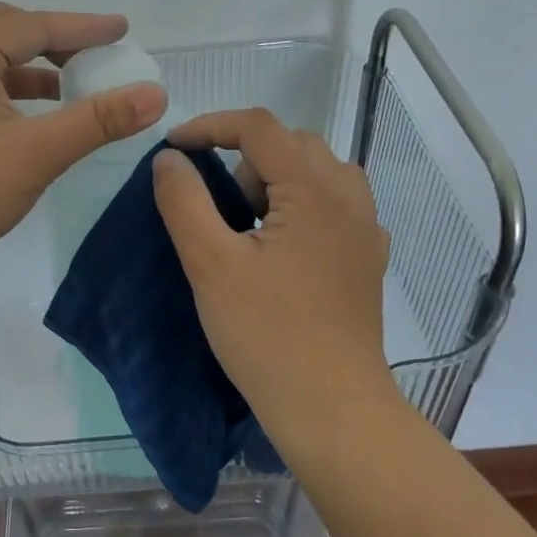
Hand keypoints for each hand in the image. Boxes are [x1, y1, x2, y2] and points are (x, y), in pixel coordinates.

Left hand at [0, 3, 167, 275]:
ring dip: (32, 68)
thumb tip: (154, 94)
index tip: (123, 30)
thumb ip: (97, 120)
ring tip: (72, 87)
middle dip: (55, 41)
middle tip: (95, 56)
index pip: (34, 26)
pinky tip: (30, 118)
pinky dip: (9, 91)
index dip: (84, 28)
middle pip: (6, 32)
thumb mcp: (37, 153)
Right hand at [151, 108, 395, 446]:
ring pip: (314, 171)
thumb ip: (183, 201)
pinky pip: (331, 203)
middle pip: (290, 143)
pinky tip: (281, 249)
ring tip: (247, 227)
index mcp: (315, 189)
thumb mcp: (210, 264)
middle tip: (216, 205)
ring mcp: (366, 227)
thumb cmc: (267, 336)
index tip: (173, 149)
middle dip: (243, 158)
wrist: (332, 409)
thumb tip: (169, 159)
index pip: (258, 126)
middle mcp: (350, 196)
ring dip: (273, 180)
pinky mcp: (367, 256)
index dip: (209, 126)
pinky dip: (298, 205)